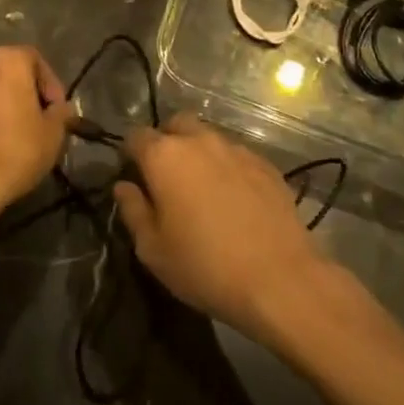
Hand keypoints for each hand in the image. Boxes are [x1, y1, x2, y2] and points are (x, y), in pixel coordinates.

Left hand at [0, 45, 70, 219]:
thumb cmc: (16, 151)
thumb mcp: (53, 134)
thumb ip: (61, 113)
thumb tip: (60, 108)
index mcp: (8, 61)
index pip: (35, 59)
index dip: (50, 84)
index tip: (56, 109)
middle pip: (5, 66)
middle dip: (20, 85)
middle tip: (32, 112)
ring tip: (9, 128)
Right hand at [113, 115, 337, 342]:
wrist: (279, 279)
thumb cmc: (205, 267)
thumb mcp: (153, 250)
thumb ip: (133, 210)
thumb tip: (123, 186)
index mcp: (164, 156)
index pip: (136, 136)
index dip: (130, 153)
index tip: (133, 176)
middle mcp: (199, 140)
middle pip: (175, 125)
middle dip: (166, 142)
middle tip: (167, 178)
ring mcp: (236, 149)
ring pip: (208, 138)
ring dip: (199, 154)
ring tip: (203, 190)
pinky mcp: (265, 164)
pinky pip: (236, 156)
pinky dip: (228, 168)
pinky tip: (234, 199)